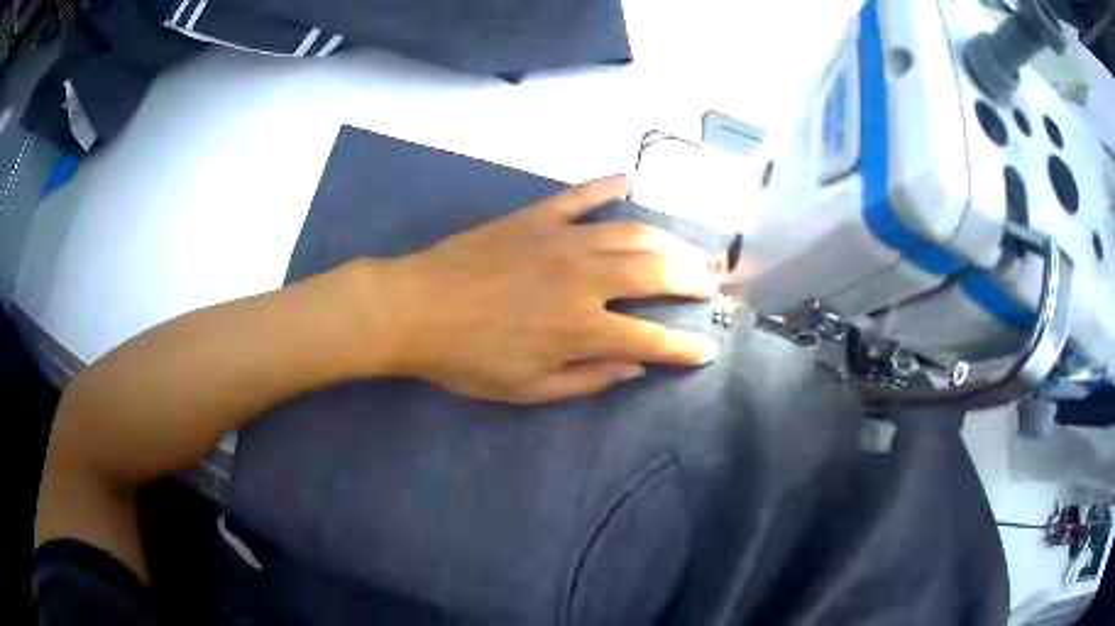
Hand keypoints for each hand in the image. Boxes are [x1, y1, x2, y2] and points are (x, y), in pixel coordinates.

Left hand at [373, 175, 721, 403]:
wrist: (414, 308)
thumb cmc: (467, 358)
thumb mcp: (527, 388)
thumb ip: (587, 378)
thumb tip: (634, 367)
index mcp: (582, 327)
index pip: (653, 338)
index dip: (686, 347)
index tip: (709, 348)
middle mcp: (584, 278)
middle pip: (656, 272)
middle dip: (693, 280)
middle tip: (712, 283)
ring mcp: (562, 239)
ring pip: (633, 233)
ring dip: (669, 240)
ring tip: (689, 248)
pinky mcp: (538, 216)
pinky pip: (583, 194)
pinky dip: (611, 184)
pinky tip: (635, 179)